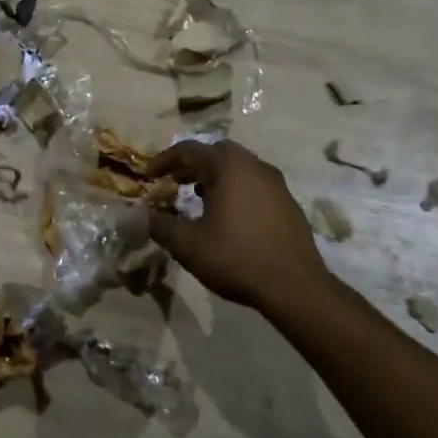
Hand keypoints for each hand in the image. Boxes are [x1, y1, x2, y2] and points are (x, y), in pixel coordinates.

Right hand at [147, 140, 328, 313]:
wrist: (295, 287)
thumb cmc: (236, 257)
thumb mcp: (188, 244)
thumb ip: (161, 226)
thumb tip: (142, 216)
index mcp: (228, 167)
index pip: (189, 150)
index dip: (164, 160)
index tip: (149, 175)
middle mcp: (254, 166)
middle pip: (217, 153)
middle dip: (193, 164)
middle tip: (176, 181)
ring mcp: (276, 184)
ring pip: (239, 168)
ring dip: (216, 177)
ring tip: (199, 198)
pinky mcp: (289, 204)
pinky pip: (255, 185)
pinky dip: (236, 190)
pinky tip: (229, 216)